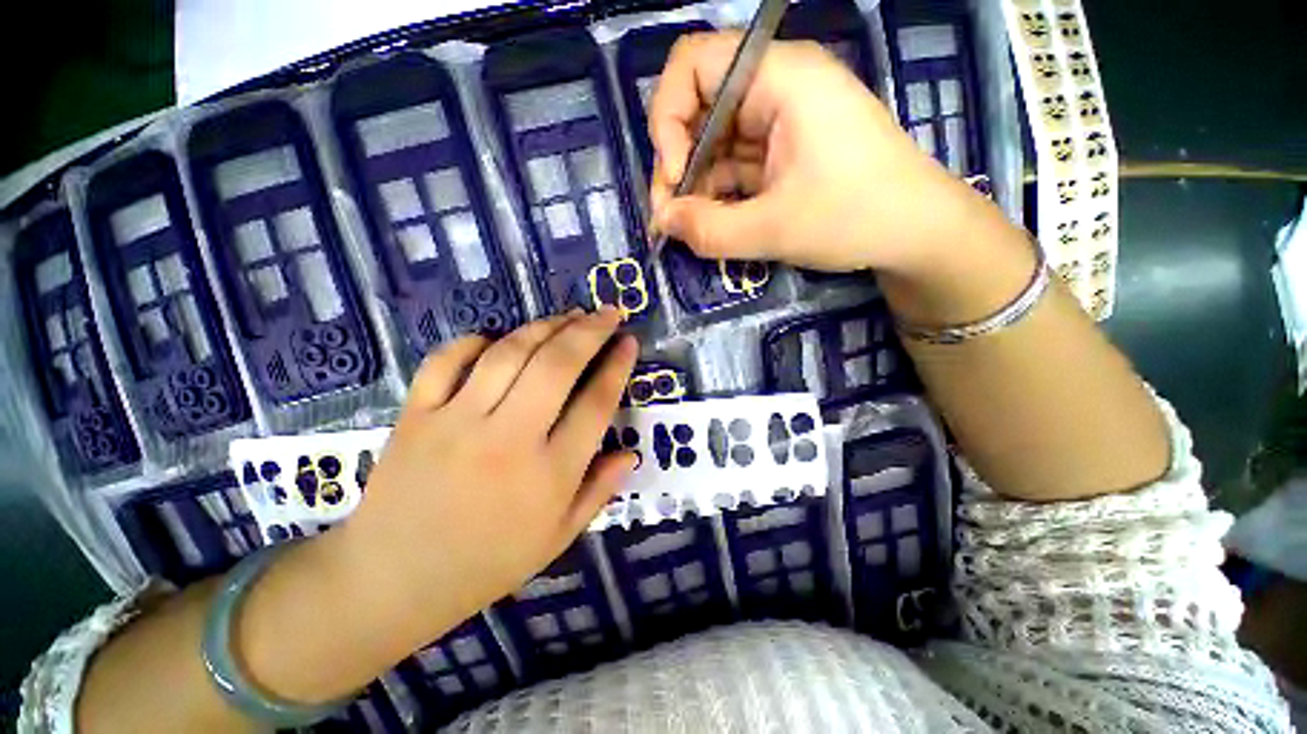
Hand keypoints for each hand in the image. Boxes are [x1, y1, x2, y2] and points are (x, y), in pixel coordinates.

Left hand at [337, 309, 637, 639]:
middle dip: (590, 331)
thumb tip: (631, 453)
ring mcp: (456, 422)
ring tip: (569, 316)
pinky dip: (477, 341)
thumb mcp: (558, 537)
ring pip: (509, 354)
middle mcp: (508, 440)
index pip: (596, 404)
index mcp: (549, 475)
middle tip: (608, 312)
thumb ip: (599, 491)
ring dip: (545, 326)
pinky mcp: (416, 415)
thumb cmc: (487, 562)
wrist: (392, 581)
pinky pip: (448, 360)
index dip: (618, 366)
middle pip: (557, 366)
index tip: (629, 341)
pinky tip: (499, 339)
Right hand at [648, 32, 992, 276]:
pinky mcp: (783, 150)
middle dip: (677, 165)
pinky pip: (735, 164)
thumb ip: (708, 230)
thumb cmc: (855, 218)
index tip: (675, 178)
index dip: (668, 119)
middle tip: (672, 219)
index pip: (693, 63)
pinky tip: (713, 222)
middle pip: (699, 109)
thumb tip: (662, 224)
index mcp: (780, 77)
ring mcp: (780, 119)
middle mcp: (776, 86)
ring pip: (714, 142)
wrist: (916, 232)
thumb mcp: (773, 230)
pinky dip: (718, 193)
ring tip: (691, 228)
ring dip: (696, 186)